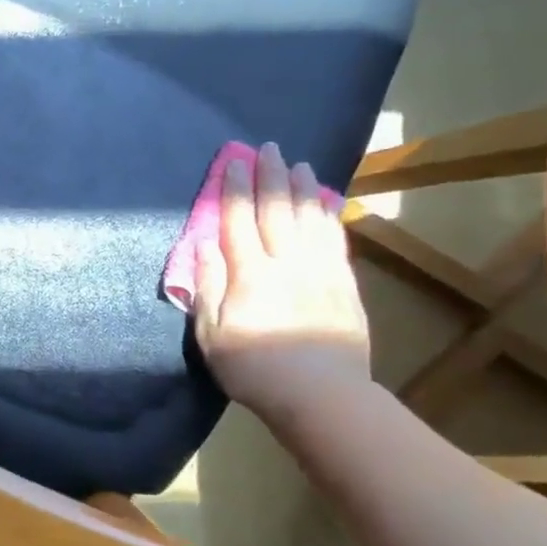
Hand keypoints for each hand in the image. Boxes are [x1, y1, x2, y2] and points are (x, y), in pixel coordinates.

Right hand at [192, 141, 370, 419]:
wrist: (322, 397)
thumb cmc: (254, 368)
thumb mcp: (211, 333)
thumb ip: (207, 285)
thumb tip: (202, 245)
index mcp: (249, 272)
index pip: (237, 219)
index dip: (234, 187)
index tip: (233, 160)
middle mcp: (286, 262)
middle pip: (276, 209)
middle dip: (270, 176)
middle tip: (269, 147)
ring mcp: (320, 272)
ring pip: (310, 219)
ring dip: (303, 188)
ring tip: (299, 164)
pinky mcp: (344, 287)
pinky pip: (335, 242)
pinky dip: (330, 218)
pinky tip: (327, 204)